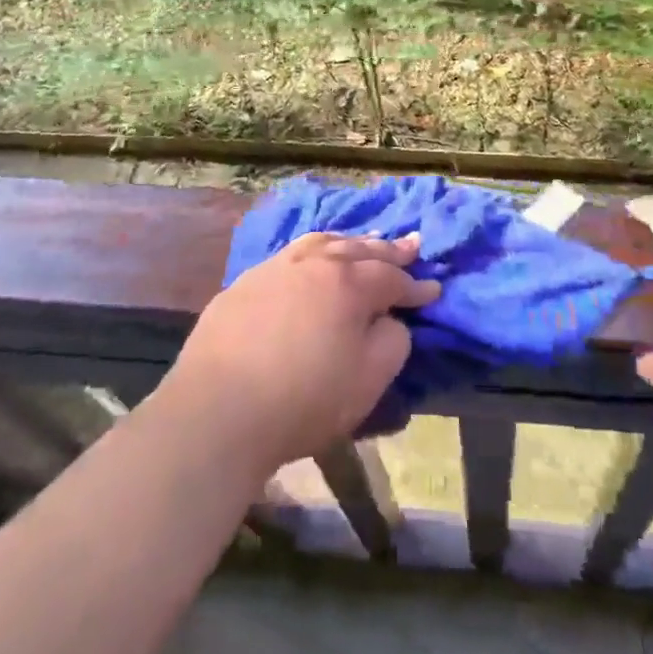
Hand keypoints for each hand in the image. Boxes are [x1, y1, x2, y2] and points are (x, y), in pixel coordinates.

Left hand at [159, 232, 440, 474]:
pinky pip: (289, 256)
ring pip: (320, 244)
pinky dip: (312, 253)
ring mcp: (274, 269)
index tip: (434, 289)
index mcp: (348, 283)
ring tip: (363, 241)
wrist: (217, 412)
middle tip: (410, 246)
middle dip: (388, 250)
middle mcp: (313, 263)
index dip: (416, 286)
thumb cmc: (304, 400)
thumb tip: (390, 320)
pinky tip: (310, 261)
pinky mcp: (243, 284)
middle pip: (358, 249)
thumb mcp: (368, 381)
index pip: (392, 278)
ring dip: (348, 243)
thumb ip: (393, 342)